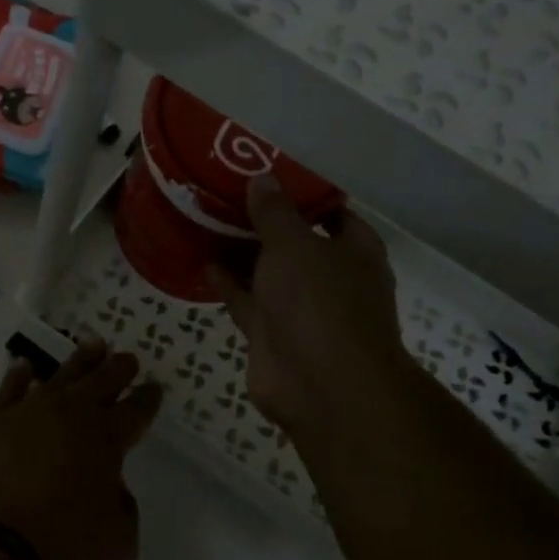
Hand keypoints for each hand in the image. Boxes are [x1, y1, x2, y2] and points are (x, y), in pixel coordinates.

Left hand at [0, 339, 161, 559]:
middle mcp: (70, 415)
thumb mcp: (119, 544)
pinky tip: (26, 366)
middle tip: (128, 358)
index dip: (148, 398)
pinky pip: (10, 388)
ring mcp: (28, 413)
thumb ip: (123, 509)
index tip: (154, 387)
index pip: (136, 410)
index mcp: (107, 439)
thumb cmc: (63, 552)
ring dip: (80, 360)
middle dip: (118, 369)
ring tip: (93, 344)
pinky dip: (20, 375)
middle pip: (101, 381)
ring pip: (61, 375)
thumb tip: (111, 488)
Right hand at [209, 176, 417, 442]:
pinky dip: (229, 284)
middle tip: (227, 195)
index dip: (304, 195)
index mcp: (354, 252)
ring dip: (244, 254)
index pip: (333, 214)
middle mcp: (331, 279)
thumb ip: (275, 213)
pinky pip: (247, 302)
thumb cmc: (319, 301)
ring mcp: (301, 310)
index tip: (269, 175)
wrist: (319, 384)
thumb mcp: (294, 244)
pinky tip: (204, 261)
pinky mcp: (272, 336)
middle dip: (266, 224)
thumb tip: (262, 179)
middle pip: (296, 244)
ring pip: (269, 274)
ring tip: (209, 223)